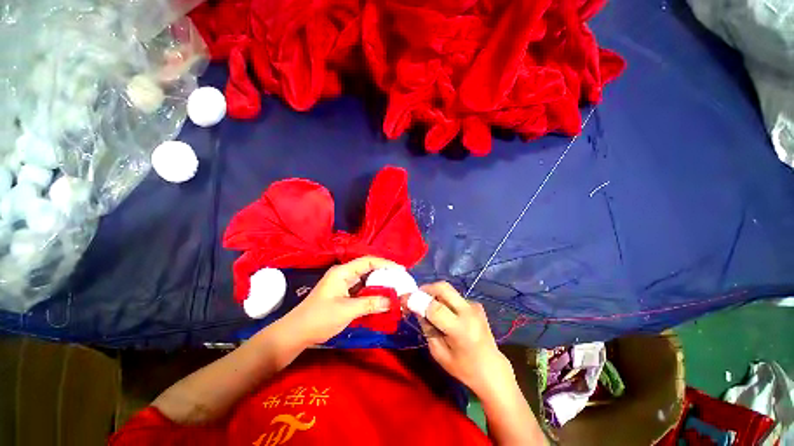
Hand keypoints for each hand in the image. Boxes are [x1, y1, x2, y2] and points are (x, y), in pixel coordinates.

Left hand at [282, 256, 399, 345]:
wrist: (297, 333)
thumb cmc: (320, 318)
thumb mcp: (347, 310)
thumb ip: (370, 304)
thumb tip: (392, 302)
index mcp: (343, 272)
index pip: (368, 261)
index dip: (385, 263)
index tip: (400, 270)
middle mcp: (345, 275)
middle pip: (369, 270)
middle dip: (385, 275)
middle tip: (400, 282)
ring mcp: (344, 285)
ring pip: (366, 281)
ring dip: (380, 286)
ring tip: (395, 291)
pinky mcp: (344, 295)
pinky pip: (362, 291)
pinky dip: (373, 295)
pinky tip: (382, 301)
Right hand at [418, 282, 514, 396]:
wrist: (493, 370)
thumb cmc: (464, 368)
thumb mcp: (439, 353)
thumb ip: (427, 328)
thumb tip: (417, 309)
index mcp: (460, 329)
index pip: (434, 307)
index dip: (417, 300)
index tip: (405, 298)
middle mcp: (469, 312)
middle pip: (443, 288)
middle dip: (426, 288)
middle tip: (417, 296)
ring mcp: (474, 306)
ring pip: (449, 290)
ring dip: (435, 294)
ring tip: (429, 307)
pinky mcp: (476, 305)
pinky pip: (455, 297)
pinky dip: (445, 300)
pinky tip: (445, 313)